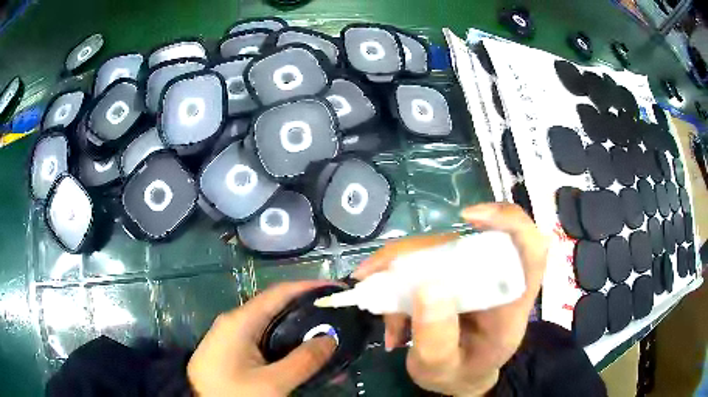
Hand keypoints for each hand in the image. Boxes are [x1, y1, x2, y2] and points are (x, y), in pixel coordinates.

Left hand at [188, 281, 337, 396]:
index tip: (335, 288)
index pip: (278, 293)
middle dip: (307, 310)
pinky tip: (301, 355)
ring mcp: (231, 337)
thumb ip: (303, 361)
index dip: (308, 287)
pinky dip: (285, 344)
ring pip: (271, 326)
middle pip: (275, 308)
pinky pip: (263, 341)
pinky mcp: (232, 351)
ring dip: (298, 331)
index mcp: (240, 321)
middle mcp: (234, 322)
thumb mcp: (273, 383)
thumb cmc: (234, 393)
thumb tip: (330, 338)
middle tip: (335, 316)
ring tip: (325, 336)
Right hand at [352, 203, 547, 395]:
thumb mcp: (442, 369)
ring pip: (438, 250)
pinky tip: (386, 310)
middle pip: (466, 243)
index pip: (530, 248)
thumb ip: (436, 340)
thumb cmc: (459, 373)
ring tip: (375, 302)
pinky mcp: (453, 275)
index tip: (468, 218)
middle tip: (373, 275)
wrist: (459, 376)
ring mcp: (473, 274)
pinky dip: (397, 279)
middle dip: (416, 253)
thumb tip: (427, 285)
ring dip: (398, 271)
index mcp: (511, 304)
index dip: (509, 221)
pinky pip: (423, 263)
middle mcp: (496, 280)